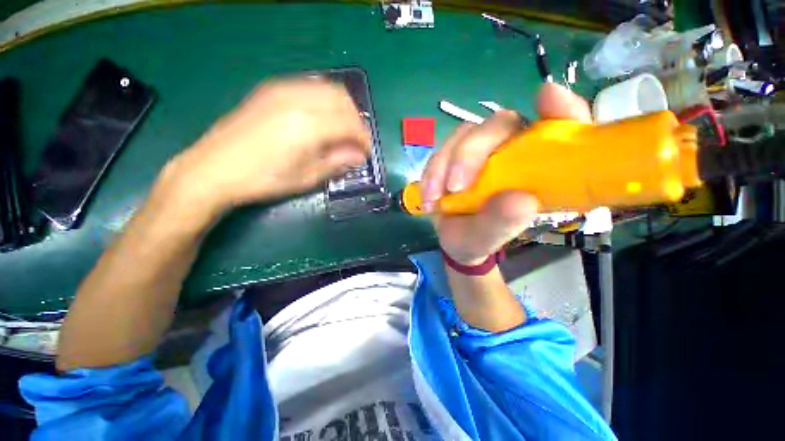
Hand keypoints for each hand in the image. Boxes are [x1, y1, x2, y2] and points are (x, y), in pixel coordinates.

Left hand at [165, 78, 370, 214]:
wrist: (213, 168)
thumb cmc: (264, 179)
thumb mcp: (306, 177)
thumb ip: (337, 162)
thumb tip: (359, 157)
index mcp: (308, 125)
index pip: (350, 123)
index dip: (364, 139)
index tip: (366, 153)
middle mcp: (298, 99)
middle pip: (342, 99)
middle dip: (356, 120)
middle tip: (355, 142)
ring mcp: (282, 89)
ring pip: (327, 88)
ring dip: (341, 108)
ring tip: (341, 131)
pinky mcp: (271, 90)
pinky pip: (309, 87)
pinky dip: (324, 101)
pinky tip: (321, 120)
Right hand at [420, 83, 591, 264]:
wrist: (458, 239)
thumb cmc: (486, 236)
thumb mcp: (497, 236)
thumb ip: (507, 222)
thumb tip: (520, 201)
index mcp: (535, 164)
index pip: (558, 126)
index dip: (559, 110)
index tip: (547, 100)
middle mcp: (509, 148)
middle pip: (496, 125)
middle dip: (470, 153)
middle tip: (455, 187)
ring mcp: (478, 150)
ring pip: (462, 135)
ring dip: (443, 166)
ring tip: (434, 199)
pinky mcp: (453, 156)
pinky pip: (439, 153)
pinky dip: (430, 174)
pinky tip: (429, 198)